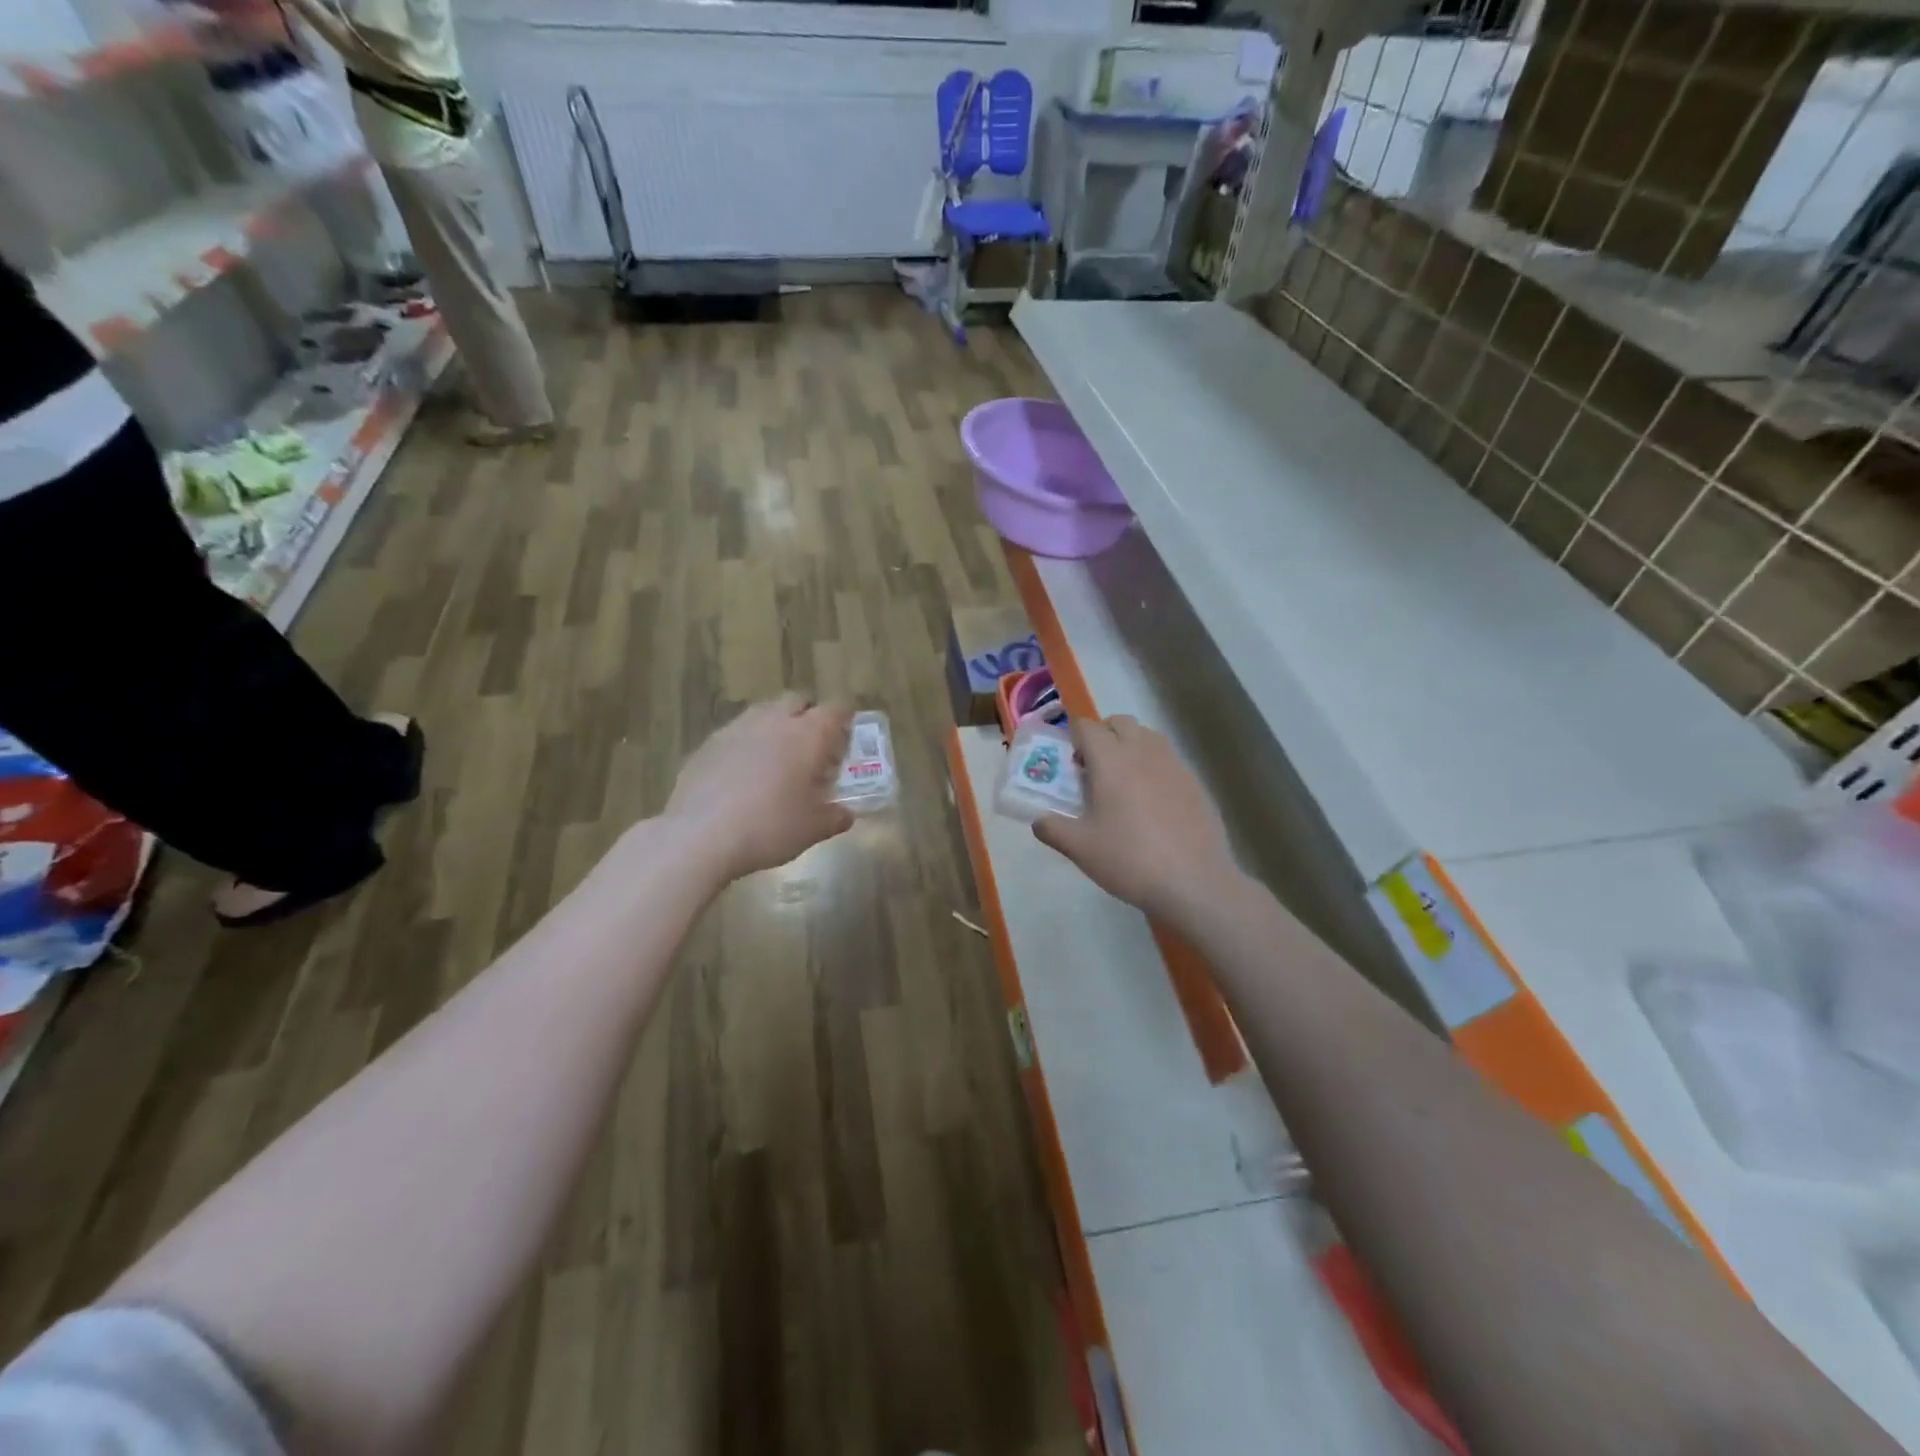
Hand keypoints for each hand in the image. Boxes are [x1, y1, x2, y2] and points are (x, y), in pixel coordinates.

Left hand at [666, 696, 854, 881]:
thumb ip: (835, 817)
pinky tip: (741, 776)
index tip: (846, 739)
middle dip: (808, 717)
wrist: (701, 836)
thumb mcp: (813, 829)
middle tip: (812, 748)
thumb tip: (845, 815)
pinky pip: (735, 735)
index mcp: (808, 735)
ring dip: (775, 728)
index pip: (835, 711)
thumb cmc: (770, 827)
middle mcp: (773, 721)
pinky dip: (745, 746)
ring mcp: (736, 729)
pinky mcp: (707, 745)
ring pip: (763, 714)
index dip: (844, 721)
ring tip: (776, 760)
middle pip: (797, 702)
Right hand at [1033, 716, 1236, 925]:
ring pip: (1148, 736)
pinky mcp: (1195, 782)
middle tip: (1094, 770)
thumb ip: (1052, 829)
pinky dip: (1154, 767)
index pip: (1086, 727)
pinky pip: (1168, 759)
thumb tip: (1039, 821)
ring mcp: (1174, 764)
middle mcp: (1143, 751)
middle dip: (1103, 736)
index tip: (1069, 764)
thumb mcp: (1080, 849)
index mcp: (1111, 759)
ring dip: (1130, 747)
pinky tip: (1152, 804)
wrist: (1194, 882)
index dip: (1074, 738)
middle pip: (1120, 722)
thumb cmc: (1129, 859)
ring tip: (1123, 784)